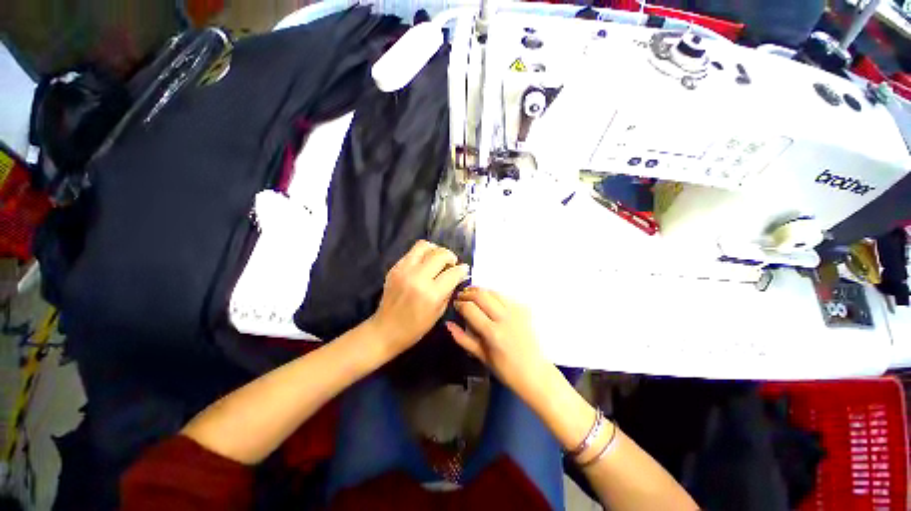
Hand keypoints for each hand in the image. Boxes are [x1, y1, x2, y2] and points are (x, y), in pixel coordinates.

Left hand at [370, 240, 468, 354]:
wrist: (385, 329)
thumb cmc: (416, 327)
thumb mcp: (439, 312)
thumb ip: (450, 290)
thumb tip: (459, 275)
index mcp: (431, 294)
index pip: (453, 272)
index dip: (462, 269)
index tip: (464, 269)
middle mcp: (418, 278)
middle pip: (440, 254)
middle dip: (451, 257)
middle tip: (451, 264)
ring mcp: (404, 270)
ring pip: (424, 246)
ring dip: (435, 250)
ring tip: (437, 259)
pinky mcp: (394, 268)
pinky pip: (412, 252)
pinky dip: (422, 255)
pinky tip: (424, 264)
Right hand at [447, 287, 550, 399]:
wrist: (536, 372)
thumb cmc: (507, 370)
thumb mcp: (482, 356)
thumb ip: (463, 339)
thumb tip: (448, 324)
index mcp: (493, 333)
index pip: (470, 308)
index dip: (459, 303)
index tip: (455, 305)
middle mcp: (505, 318)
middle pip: (481, 295)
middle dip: (467, 293)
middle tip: (461, 296)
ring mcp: (517, 311)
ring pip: (493, 291)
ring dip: (480, 291)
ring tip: (472, 295)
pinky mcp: (524, 309)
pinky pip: (505, 296)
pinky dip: (493, 295)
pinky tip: (489, 301)